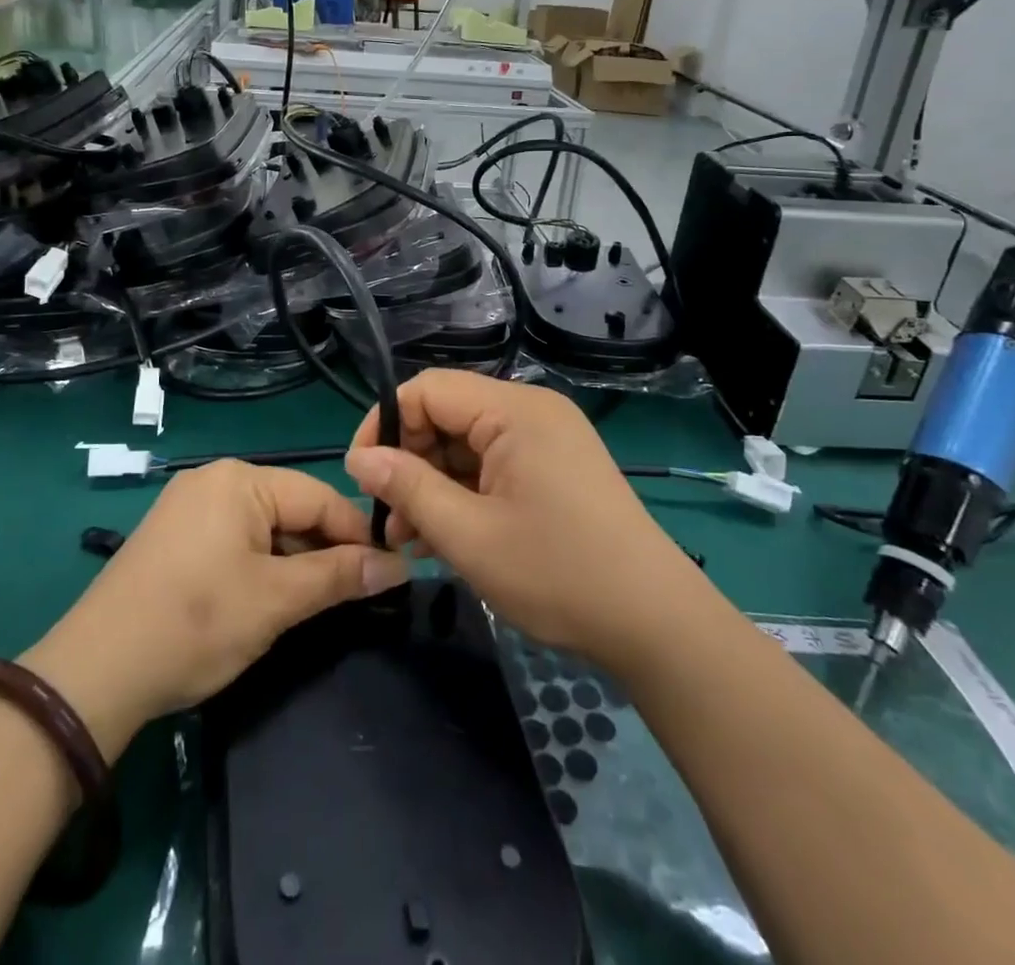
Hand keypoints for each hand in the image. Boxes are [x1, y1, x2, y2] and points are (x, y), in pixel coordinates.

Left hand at [23, 462, 405, 755]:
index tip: (387, 572)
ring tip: (310, 604)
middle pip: (291, 509)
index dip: (357, 534)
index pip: (319, 496)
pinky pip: (234, 538)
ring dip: (292, 561)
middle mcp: (214, 479)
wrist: (94, 672)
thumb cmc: (195, 624)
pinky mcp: (173, 535)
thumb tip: (398, 564)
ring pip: (264, 526)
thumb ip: (339, 576)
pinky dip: (259, 565)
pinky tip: (264, 599)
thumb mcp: (276, 601)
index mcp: (240, 480)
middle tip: (350, 596)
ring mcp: (189, 505)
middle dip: (322, 550)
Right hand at [345, 372, 713, 671]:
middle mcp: (531, 411)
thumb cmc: (557, 574)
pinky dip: (465, 493)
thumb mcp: (468, 535)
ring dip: (433, 484)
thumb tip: (358, 459)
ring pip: (467, 444)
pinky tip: (446, 538)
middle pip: (447, 415)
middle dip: (409, 462)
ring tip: (412, 540)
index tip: (362, 476)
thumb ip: (407, 488)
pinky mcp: (556, 467)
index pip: (427, 390)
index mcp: (514, 410)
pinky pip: (493, 464)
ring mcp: (547, 439)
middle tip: (390, 520)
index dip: (385, 425)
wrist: (656, 624)